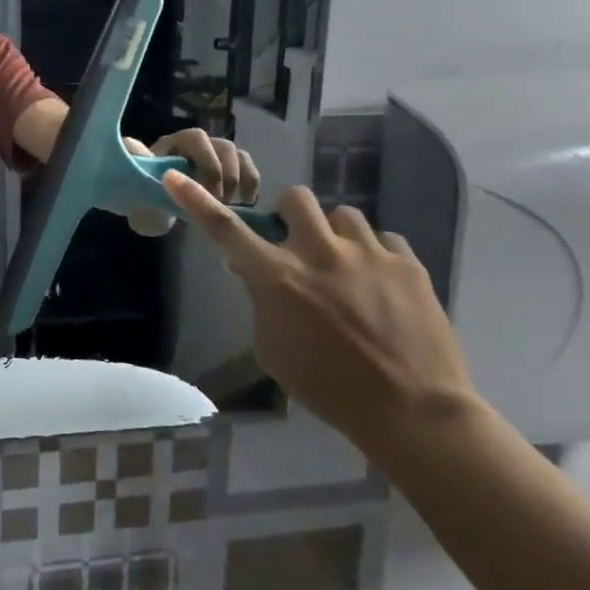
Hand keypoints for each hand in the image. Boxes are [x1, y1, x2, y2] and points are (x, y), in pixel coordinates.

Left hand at [121, 129, 259, 236]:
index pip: (196, 138)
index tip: (205, 191)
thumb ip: (136, 177)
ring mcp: (213, 155)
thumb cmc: (143, 201)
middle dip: (223, 176)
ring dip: (237, 179)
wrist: (153, 213)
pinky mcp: (228, 170)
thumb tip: (132, 146)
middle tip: (218, 204)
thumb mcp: (137, 195)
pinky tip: (246, 203)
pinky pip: (247, 166)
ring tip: (229, 206)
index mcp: (171, 145)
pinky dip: (251, 182)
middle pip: (222, 146)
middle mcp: (195, 145)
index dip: (206, 161)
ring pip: (237, 154)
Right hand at [162, 175, 475, 454]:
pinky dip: (375, 256)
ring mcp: (367, 253)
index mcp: (279, 278)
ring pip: (343, 215)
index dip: (197, 201)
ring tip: (347, 269)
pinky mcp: (407, 263)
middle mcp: (319, 253)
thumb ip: (261, 303)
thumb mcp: (273, 351)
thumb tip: (254, 273)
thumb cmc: (328, 389)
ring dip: (336, 236)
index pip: (226, 230)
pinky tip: (381, 285)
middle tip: (298, 246)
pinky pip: (384, 240)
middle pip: (295, 198)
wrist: (413, 412)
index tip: (175, 177)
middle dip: (291, 216)